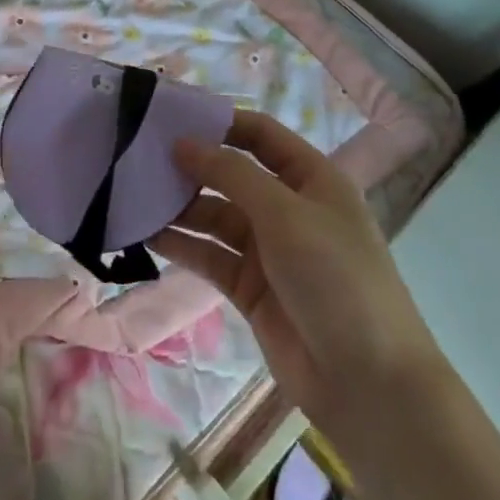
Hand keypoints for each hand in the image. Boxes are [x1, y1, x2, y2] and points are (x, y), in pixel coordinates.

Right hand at [152, 111, 444, 438]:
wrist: (369, 384)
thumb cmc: (336, 280)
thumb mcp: (285, 215)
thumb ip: (231, 174)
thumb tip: (182, 142)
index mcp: (312, 180)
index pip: (260, 135)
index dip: (219, 121)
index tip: (170, 115)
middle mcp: (288, 208)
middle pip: (231, 174)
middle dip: (189, 165)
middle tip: (136, 155)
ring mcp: (267, 249)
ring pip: (213, 215)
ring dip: (178, 206)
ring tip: (131, 193)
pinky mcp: (248, 286)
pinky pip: (207, 254)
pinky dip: (179, 243)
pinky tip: (143, 233)